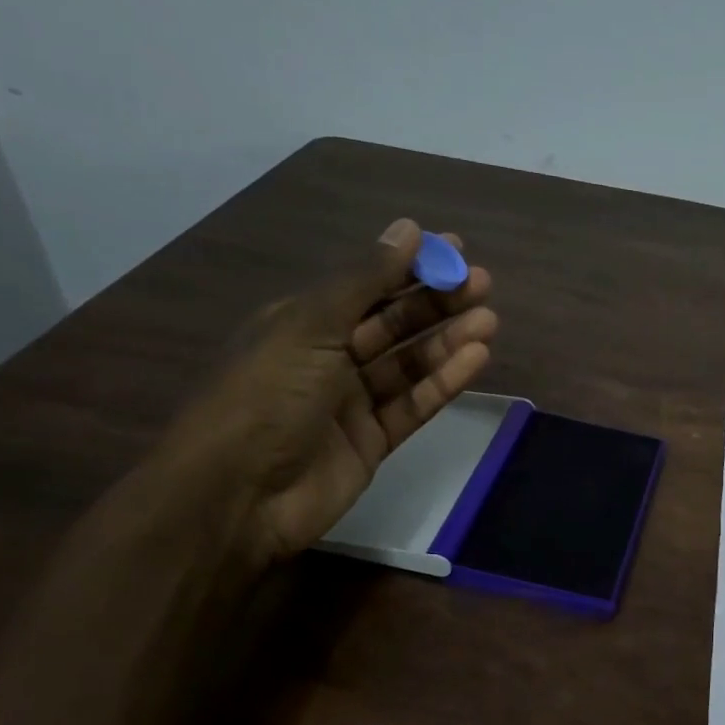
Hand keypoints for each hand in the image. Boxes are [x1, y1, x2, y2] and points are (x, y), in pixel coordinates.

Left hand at [153, 217, 496, 565]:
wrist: (237, 496)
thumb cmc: (266, 396)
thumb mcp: (311, 326)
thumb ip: (364, 281)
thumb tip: (408, 229)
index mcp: (301, 322)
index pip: (365, 285)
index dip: (409, 266)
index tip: (454, 251)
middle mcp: (327, 358)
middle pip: (392, 323)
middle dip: (436, 302)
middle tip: (482, 284)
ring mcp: (351, 403)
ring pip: (408, 364)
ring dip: (447, 341)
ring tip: (488, 320)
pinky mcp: (373, 442)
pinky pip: (413, 405)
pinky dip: (443, 382)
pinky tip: (475, 359)